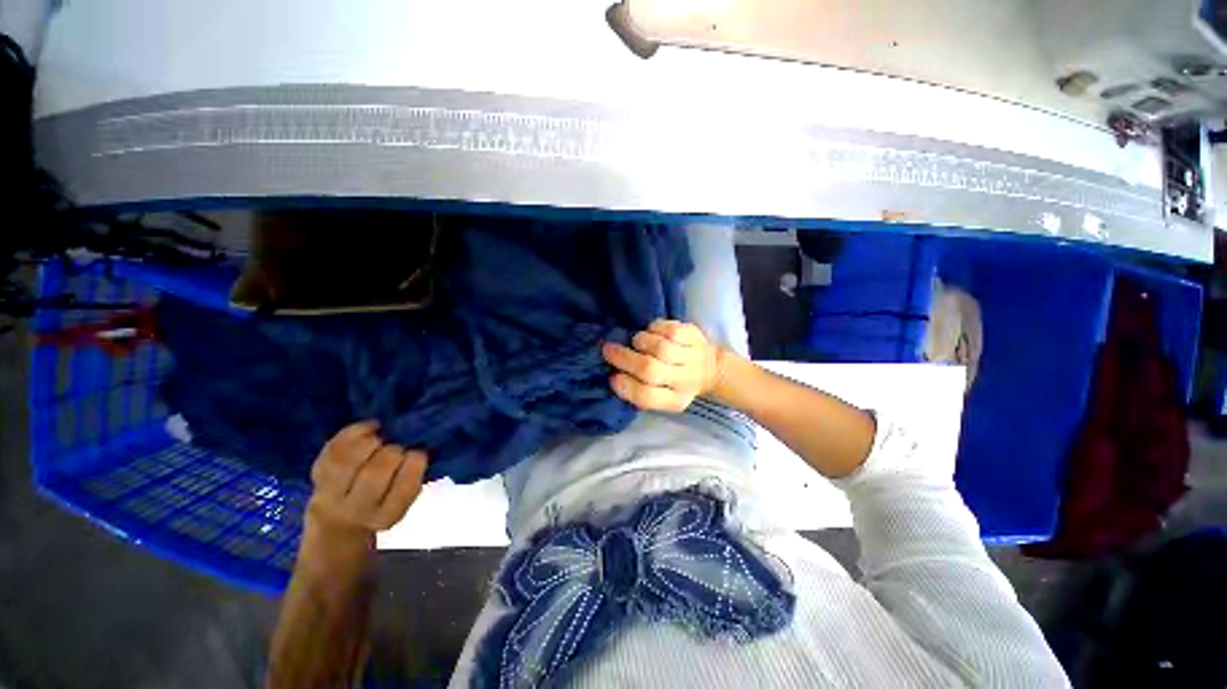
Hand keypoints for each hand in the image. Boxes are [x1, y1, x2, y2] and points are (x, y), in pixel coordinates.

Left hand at [306, 421, 428, 538]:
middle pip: (374, 473)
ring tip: (379, 437)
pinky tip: (368, 428)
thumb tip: (418, 444)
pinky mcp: (316, 479)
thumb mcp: (403, 501)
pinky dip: (351, 434)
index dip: (415, 462)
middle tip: (398, 447)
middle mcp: (356, 509)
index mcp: (387, 515)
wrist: (338, 525)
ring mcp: (330, 495)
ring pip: (346, 462)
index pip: (405, 486)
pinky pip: (331, 451)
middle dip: (392, 451)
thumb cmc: (383, 504)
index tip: (418, 453)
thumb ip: (412, 476)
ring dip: (367, 442)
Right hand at [602, 319, 722, 411]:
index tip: (612, 377)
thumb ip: (641, 391)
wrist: (712, 369)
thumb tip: (614, 376)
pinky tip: (652, 333)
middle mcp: (685, 380)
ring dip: (640, 342)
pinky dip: (654, 328)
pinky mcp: (693, 335)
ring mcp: (692, 356)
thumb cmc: (677, 384)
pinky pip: (669, 329)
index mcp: (675, 400)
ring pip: (659, 347)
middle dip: (624, 358)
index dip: (626, 387)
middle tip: (608, 350)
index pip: (647, 397)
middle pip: (650, 370)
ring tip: (636, 342)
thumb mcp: (663, 397)